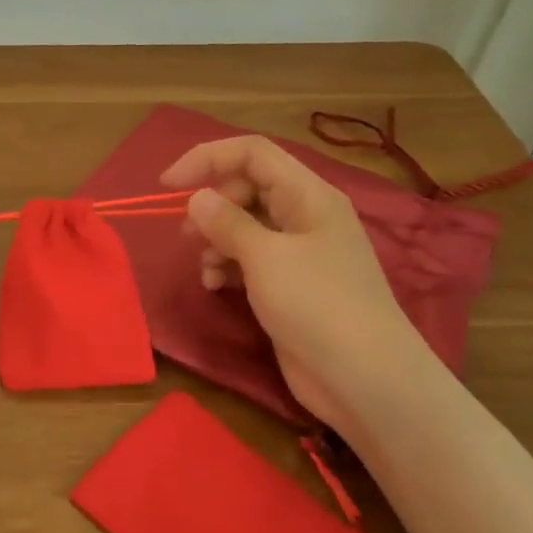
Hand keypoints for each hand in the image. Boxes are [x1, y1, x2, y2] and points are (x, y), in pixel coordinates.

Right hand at [161, 135, 420, 431]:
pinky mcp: (289, 284)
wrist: (365, 379)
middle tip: (186, 233)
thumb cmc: (317, 305)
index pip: (252, 153)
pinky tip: (216, 285)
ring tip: (207, 268)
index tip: (167, 184)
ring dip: (216, 240)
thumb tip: (197, 198)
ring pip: (244, 225)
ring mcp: (298, 252)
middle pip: (246, 187)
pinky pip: (249, 258)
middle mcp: (304, 215)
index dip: (207, 158)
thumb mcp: (266, 257)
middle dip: (211, 205)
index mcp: (308, 195)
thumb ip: (227, 222)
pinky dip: (227, 266)